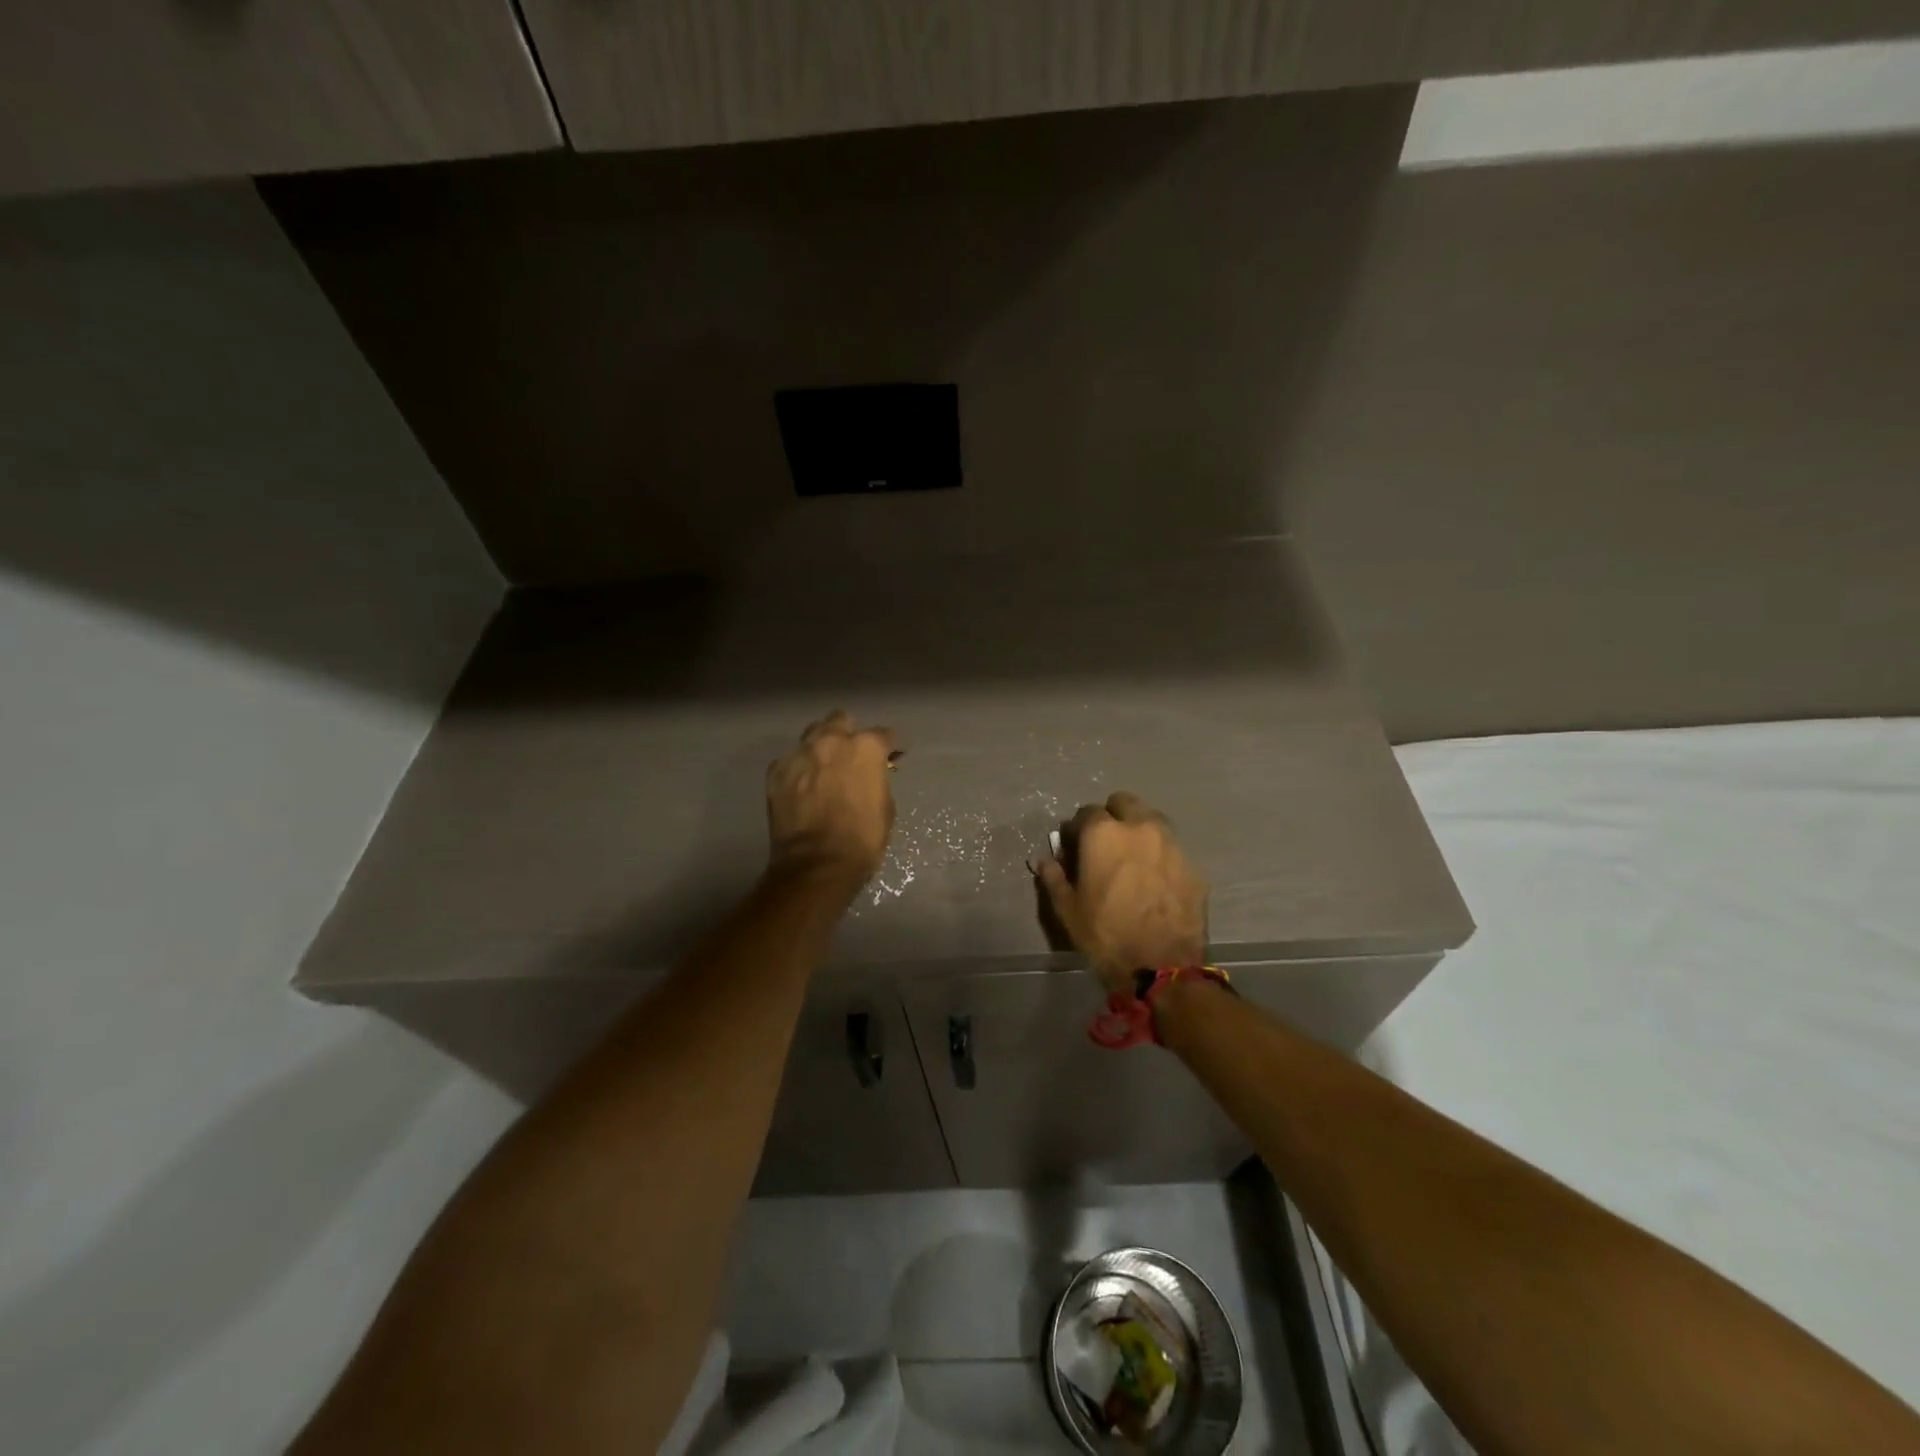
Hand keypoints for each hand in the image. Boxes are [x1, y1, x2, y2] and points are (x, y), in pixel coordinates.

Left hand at [766, 711, 895, 888]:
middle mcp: (831, 740)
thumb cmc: (862, 839)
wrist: (816, 864)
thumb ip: (877, 780)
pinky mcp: (776, 771)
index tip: (887, 757)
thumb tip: (871, 775)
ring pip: (811, 734)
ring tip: (822, 767)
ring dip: (820, 746)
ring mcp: (800, 753)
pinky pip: (789, 760)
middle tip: (849, 755)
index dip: (887, 747)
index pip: (882, 734)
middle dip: (847, 733)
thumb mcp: (885, 807)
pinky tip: (800, 786)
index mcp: (865, 747)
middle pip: (840, 720)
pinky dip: (797, 769)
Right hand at [1035, 792, 1207, 991]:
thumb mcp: (1068, 909)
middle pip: (1124, 803)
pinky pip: (1172, 850)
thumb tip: (1044, 860)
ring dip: (1139, 831)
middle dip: (1112, 816)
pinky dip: (1160, 856)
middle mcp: (1140, 827)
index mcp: (1104, 833)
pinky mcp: (1193, 866)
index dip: (1078, 829)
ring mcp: (1172, 844)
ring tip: (1132, 860)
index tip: (1075, 848)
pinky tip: (1155, 881)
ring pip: (1152, 821)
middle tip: (1105, 846)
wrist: (1163, 967)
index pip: (1086, 812)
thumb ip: (1054, 877)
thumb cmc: (1106, 935)